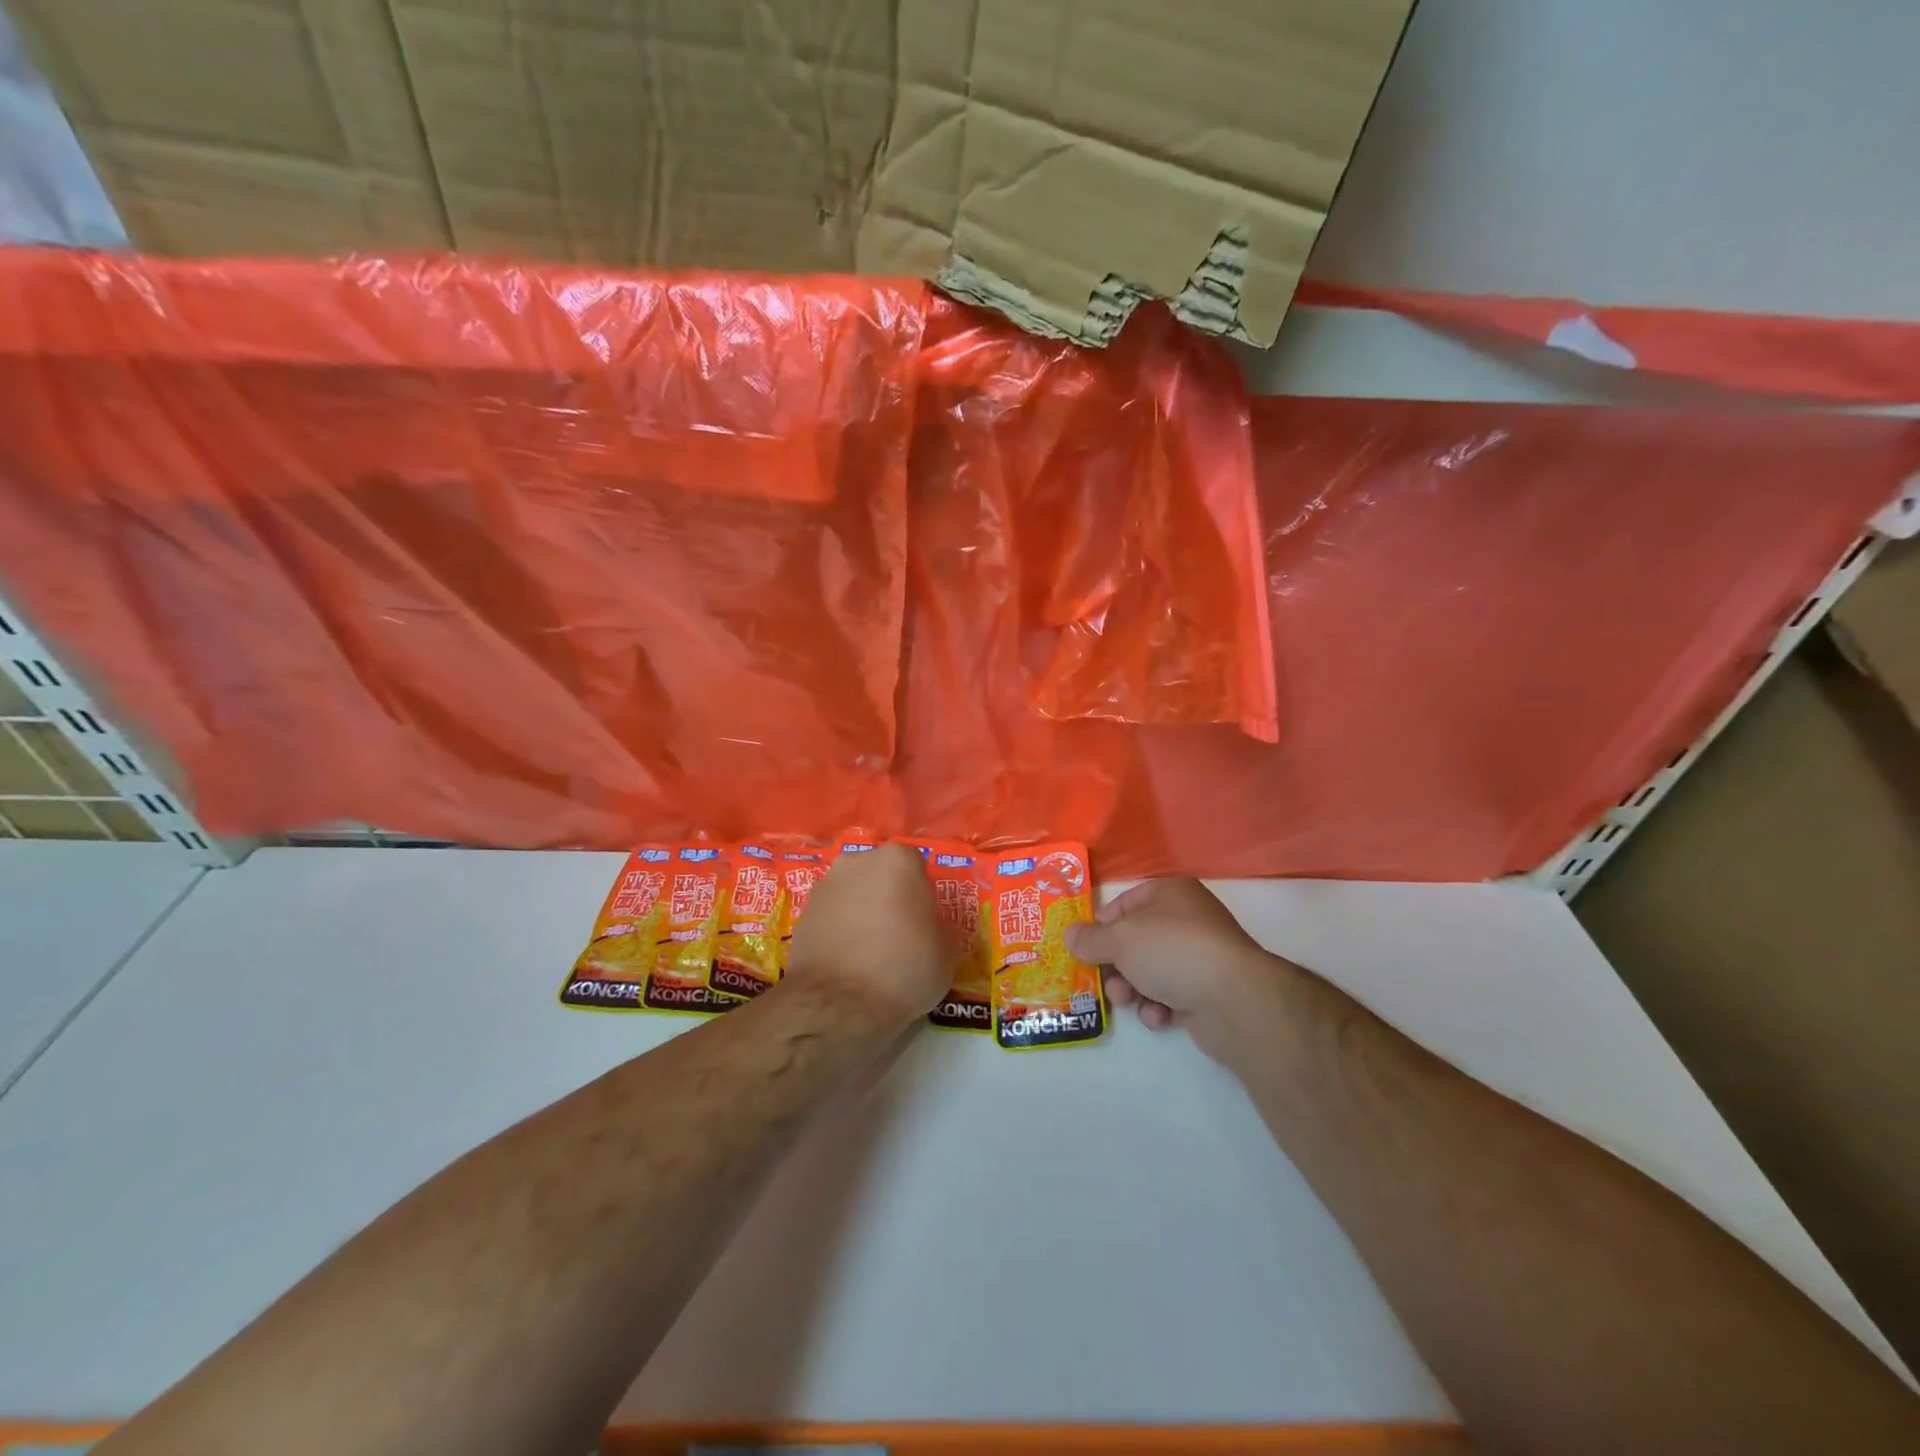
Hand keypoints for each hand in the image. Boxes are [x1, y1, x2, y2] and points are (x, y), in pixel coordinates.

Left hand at [785, 843, 956, 1027]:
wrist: (838, 1004)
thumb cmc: (904, 969)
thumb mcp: (946, 952)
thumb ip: (939, 927)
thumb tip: (930, 927)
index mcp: (898, 860)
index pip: (917, 868)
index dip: (923, 896)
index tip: (925, 923)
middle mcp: (858, 861)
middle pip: (881, 875)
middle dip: (889, 897)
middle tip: (899, 934)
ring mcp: (825, 885)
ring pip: (854, 893)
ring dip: (862, 912)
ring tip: (870, 952)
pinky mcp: (802, 913)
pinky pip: (831, 916)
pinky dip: (840, 930)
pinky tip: (847, 961)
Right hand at [1065, 879, 1290, 1059]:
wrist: (1233, 998)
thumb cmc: (1170, 951)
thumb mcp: (1119, 939)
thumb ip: (1090, 939)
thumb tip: (1068, 935)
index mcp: (1170, 893)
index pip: (1125, 903)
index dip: (1102, 926)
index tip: (1085, 948)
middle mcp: (1188, 918)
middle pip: (1136, 941)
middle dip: (1116, 966)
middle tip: (1106, 983)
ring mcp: (1201, 955)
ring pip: (1151, 970)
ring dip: (1134, 989)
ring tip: (1130, 1002)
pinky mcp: (1209, 990)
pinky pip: (1172, 994)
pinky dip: (1159, 1006)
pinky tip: (1159, 1016)